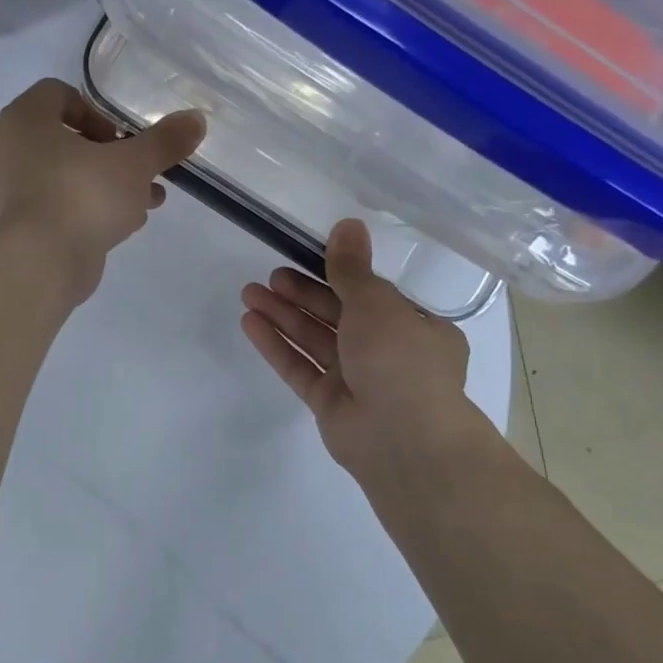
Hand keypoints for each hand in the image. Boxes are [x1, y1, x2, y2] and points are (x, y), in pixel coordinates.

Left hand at [0, 79, 204, 302]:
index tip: (121, 135)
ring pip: (65, 177)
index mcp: (24, 120)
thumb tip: (196, 119)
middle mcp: (8, 150)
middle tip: (138, 170)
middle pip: (64, 138)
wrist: (40, 264)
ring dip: (105, 185)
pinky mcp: (19, 229)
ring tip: (146, 200)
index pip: (57, 94)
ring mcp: (9, 192)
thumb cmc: (81, 195)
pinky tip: (125, 225)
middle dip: (109, 154)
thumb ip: (164, 141)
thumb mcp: (133, 164)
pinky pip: (58, 207)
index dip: (95, 109)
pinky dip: (88, 210)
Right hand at [241, 219, 501, 495]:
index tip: (305, 257)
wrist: (401, 438)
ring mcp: (356, 379)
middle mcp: (387, 352)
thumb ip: (352, 268)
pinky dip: (276, 345)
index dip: (336, 275)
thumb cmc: (399, 359)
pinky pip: (299, 366)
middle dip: (302, 294)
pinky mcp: (328, 402)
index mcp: (414, 327)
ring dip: (283, 315)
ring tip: (248, 293)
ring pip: (314, 339)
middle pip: (337, 315)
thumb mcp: (377, 303)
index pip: (371, 295)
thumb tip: (347, 224)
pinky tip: (250, 324)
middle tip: (271, 276)